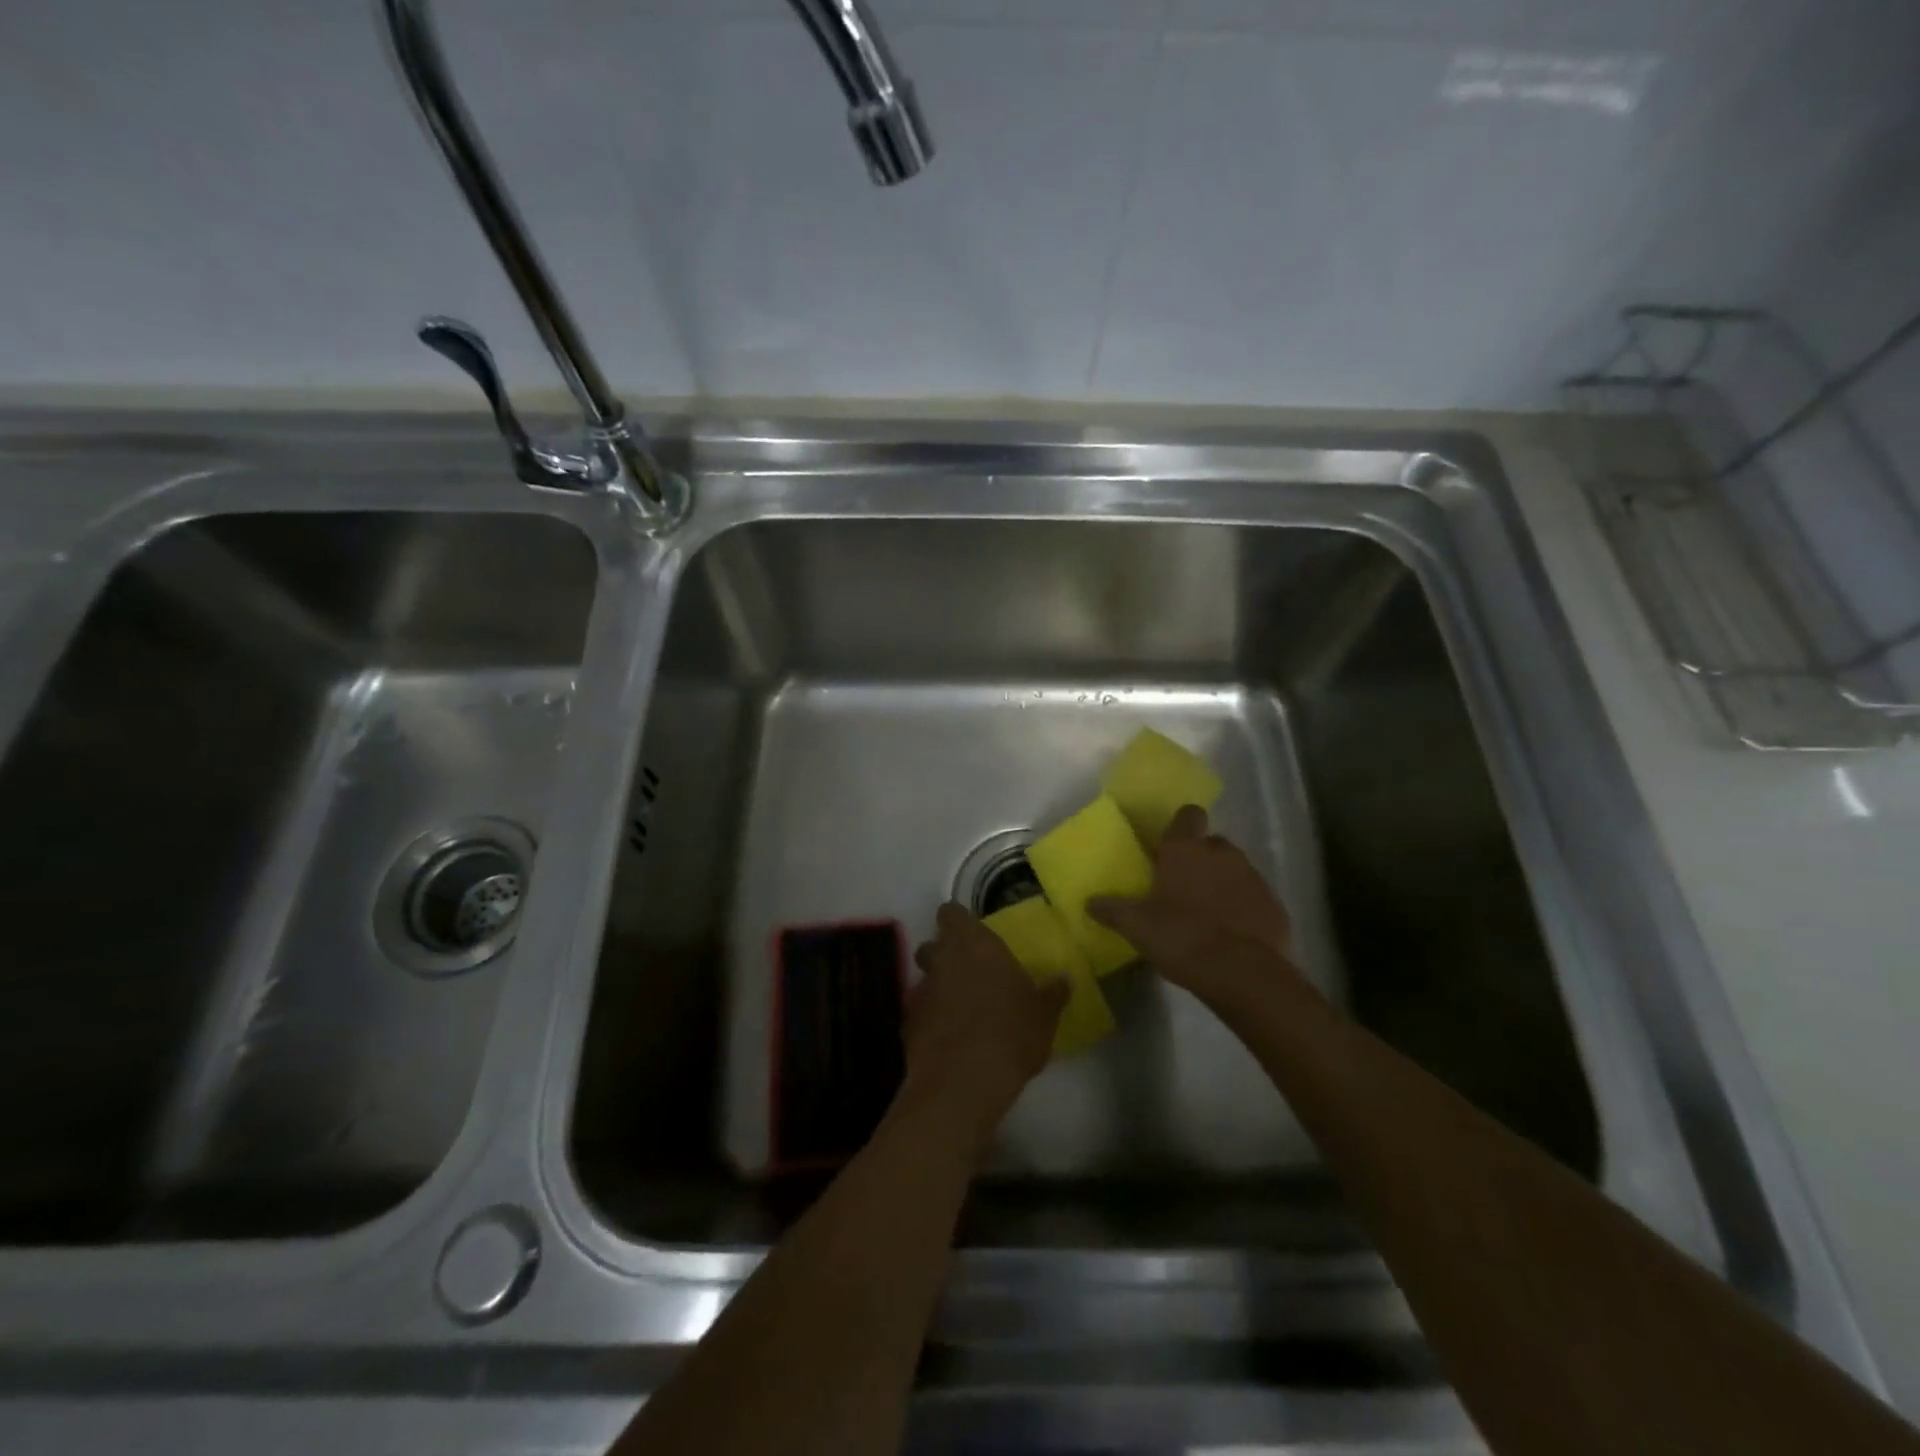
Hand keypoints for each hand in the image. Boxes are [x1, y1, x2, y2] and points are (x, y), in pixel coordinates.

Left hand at [906, 903, 1067, 1146]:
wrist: (963, 1082)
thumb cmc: (1010, 1034)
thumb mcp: (1043, 1015)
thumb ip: (1052, 993)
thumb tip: (1064, 979)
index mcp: (975, 945)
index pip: (951, 913)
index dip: (958, 920)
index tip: (972, 933)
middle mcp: (943, 959)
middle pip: (933, 944)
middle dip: (944, 954)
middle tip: (969, 972)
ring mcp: (922, 991)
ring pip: (926, 978)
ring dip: (939, 988)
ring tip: (962, 1009)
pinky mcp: (909, 1023)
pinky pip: (921, 1012)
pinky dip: (932, 1019)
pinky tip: (950, 1039)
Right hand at [1089, 805, 1302, 1008]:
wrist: (1244, 974)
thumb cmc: (1182, 937)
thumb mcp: (1137, 927)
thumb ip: (1112, 910)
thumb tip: (1089, 902)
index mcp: (1186, 849)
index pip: (1188, 815)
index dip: (1180, 827)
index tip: (1169, 848)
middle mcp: (1222, 853)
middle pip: (1211, 843)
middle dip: (1199, 859)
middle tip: (1182, 886)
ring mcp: (1253, 877)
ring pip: (1234, 869)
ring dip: (1222, 883)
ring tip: (1206, 913)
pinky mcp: (1275, 904)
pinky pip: (1253, 897)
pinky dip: (1243, 908)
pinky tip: (1231, 933)